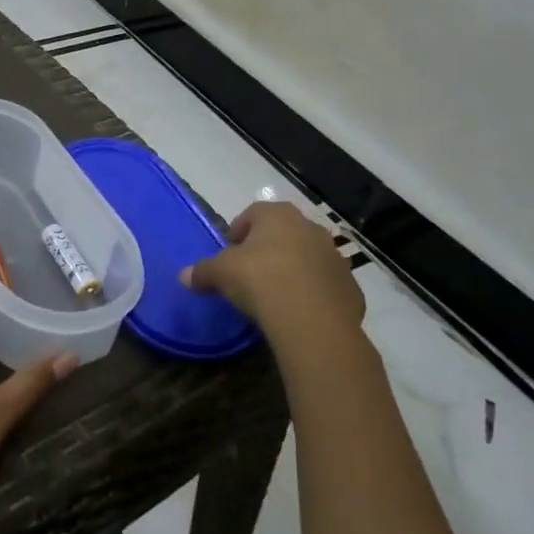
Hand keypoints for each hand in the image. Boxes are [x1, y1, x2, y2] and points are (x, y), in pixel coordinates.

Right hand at [181, 202, 365, 366]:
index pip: (252, 214)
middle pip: (282, 234)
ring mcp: (334, 256)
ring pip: (307, 258)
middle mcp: (309, 228)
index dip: (238, 232)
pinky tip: (298, 312)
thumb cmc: (260, 280)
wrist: (312, 319)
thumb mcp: (220, 274)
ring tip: (275, 295)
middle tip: (250, 274)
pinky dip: (313, 294)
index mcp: (277, 215)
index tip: (229, 254)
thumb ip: (202, 272)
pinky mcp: (350, 286)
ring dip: (293, 270)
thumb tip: (183, 276)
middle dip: (267, 250)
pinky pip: (325, 286)